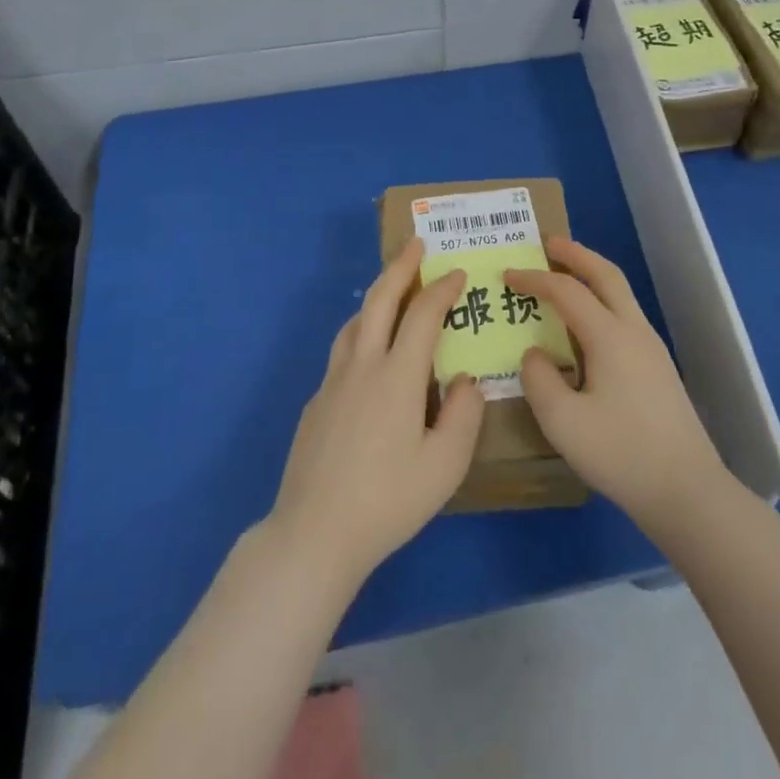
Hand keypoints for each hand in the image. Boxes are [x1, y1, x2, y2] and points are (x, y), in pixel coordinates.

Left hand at [267, 237, 483, 591]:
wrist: (314, 533)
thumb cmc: (388, 501)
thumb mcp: (445, 465)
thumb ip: (463, 415)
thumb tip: (465, 380)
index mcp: (397, 375)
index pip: (423, 314)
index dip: (442, 289)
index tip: (457, 273)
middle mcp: (362, 366)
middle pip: (380, 300)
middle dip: (401, 267)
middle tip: (417, 244)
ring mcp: (333, 382)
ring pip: (355, 322)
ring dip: (376, 297)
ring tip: (393, 293)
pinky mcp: (315, 402)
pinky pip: (342, 352)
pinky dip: (361, 333)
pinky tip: (368, 357)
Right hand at [508, 238, 728, 534]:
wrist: (688, 492)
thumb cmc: (621, 454)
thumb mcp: (562, 422)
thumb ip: (539, 379)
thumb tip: (536, 354)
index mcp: (609, 336)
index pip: (566, 291)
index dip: (533, 279)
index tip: (506, 275)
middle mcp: (634, 331)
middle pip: (606, 275)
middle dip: (575, 254)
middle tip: (548, 242)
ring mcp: (651, 348)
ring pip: (620, 293)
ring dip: (592, 275)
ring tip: (565, 274)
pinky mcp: (658, 368)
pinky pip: (625, 315)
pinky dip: (602, 300)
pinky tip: (587, 323)